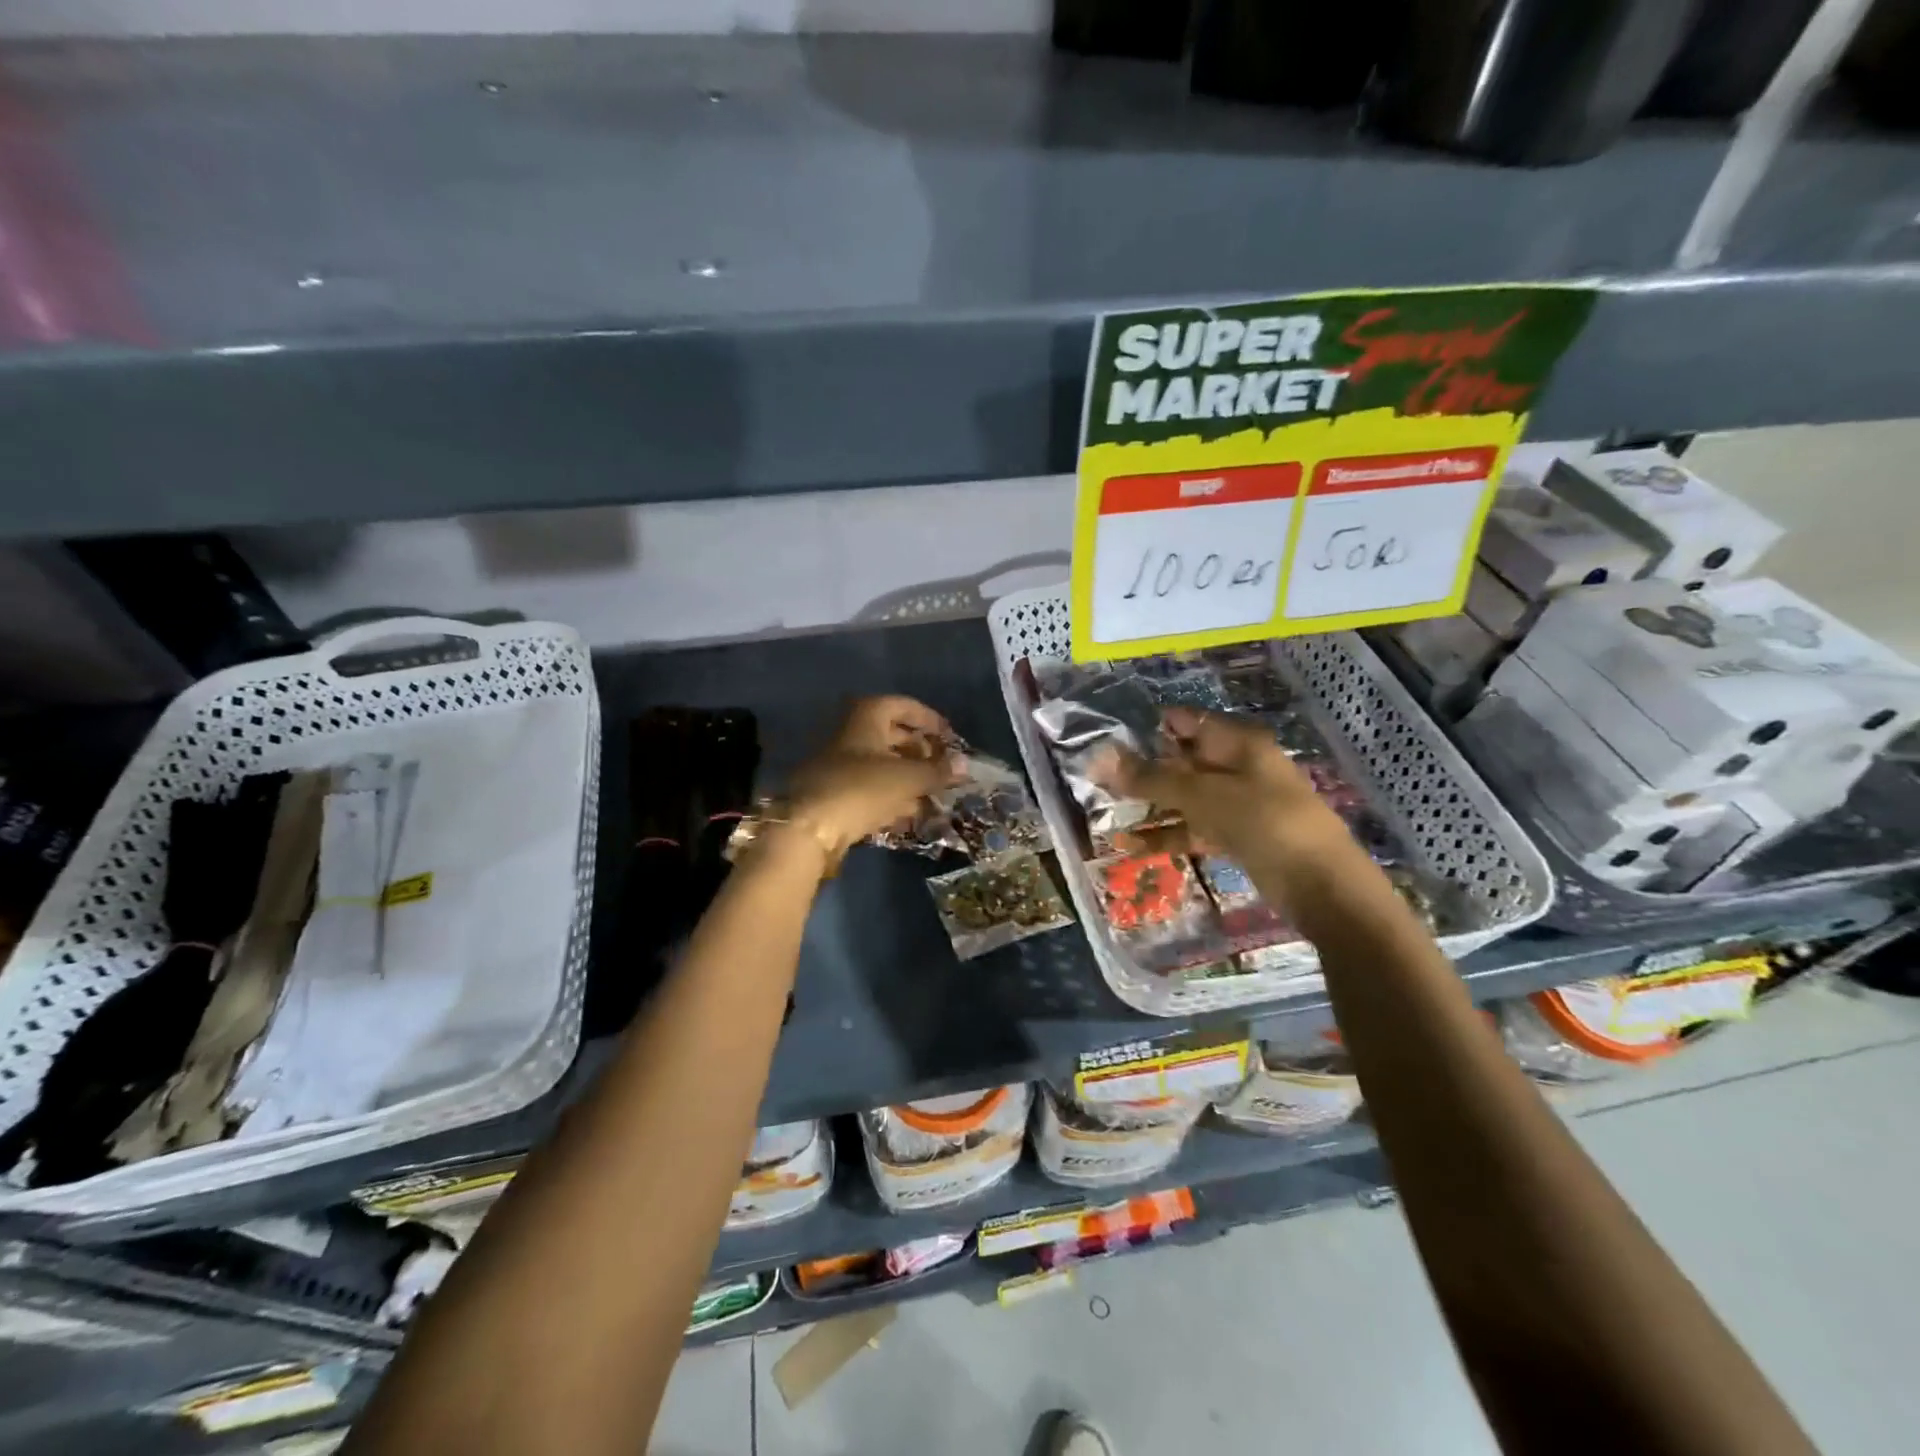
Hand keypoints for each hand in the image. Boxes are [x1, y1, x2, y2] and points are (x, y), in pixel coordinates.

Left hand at [784, 696, 958, 868]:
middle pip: (891, 734)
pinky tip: (908, 813)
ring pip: (881, 763)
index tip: (950, 736)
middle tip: (942, 767)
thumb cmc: (862, 788)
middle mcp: (850, 733)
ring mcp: (838, 763)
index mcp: (866, 716)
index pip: (903, 705)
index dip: (929, 719)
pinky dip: (890, 795)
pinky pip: (868, 786)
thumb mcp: (908, 778)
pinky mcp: (833, 792)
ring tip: (932, 794)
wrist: (808, 827)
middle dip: (920, 751)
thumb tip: (965, 764)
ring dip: (907, 776)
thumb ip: (938, 771)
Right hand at [1092, 707, 1344, 865]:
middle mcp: (1238, 767)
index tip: (1109, 739)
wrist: (1321, 884)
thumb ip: (1151, 778)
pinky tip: (1132, 847)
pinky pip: (1195, 828)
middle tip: (1099, 780)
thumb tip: (1100, 757)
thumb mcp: (1202, 796)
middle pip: (1183, 760)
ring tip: (1107, 812)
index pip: (1187, 722)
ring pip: (1186, 797)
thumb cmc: (1263, 822)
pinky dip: (1168, 835)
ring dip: (1151, 806)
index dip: (1150, 727)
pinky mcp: (1237, 836)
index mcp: (1238, 743)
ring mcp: (1239, 803)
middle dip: (1144, 770)